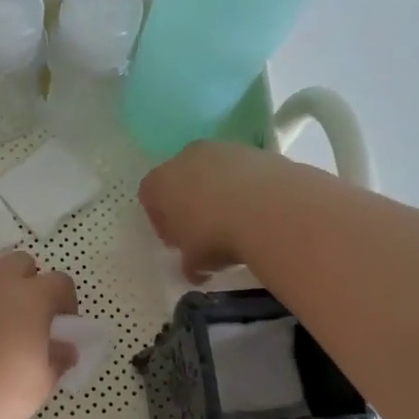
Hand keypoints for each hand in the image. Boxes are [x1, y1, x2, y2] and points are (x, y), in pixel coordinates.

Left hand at [0, 253, 77, 418]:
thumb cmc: (2, 392)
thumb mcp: (42, 381)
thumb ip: (57, 358)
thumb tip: (65, 348)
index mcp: (33, 297)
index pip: (60, 281)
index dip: (65, 300)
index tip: (62, 324)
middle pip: (21, 263)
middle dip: (29, 282)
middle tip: (27, 315)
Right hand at [138, 141, 297, 280]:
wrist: (269, 208)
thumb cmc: (215, 235)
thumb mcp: (194, 262)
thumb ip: (188, 263)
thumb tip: (194, 269)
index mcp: (159, 182)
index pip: (149, 198)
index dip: (162, 222)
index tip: (177, 242)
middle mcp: (186, 157)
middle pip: (181, 179)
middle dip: (190, 203)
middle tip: (205, 232)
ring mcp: (222, 149)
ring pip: (214, 172)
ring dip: (220, 193)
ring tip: (237, 221)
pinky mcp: (256, 150)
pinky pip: (244, 172)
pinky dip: (247, 188)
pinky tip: (258, 211)